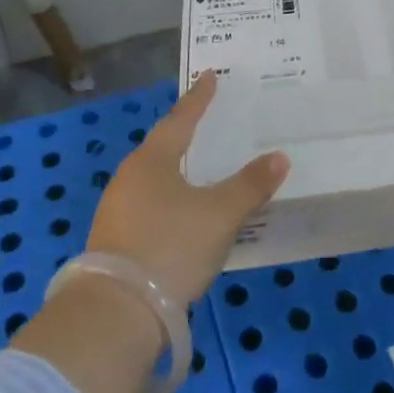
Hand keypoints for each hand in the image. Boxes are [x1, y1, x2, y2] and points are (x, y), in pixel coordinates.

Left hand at [87, 73, 288, 306]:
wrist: (115, 315)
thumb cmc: (171, 247)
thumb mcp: (220, 215)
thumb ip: (250, 185)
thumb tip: (279, 157)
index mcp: (152, 160)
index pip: (181, 119)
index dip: (199, 99)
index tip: (209, 77)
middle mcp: (129, 177)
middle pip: (162, 147)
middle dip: (184, 135)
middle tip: (207, 123)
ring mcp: (116, 211)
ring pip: (153, 180)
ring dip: (176, 172)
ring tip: (199, 170)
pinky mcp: (113, 242)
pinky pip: (148, 208)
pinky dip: (169, 202)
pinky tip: (182, 216)